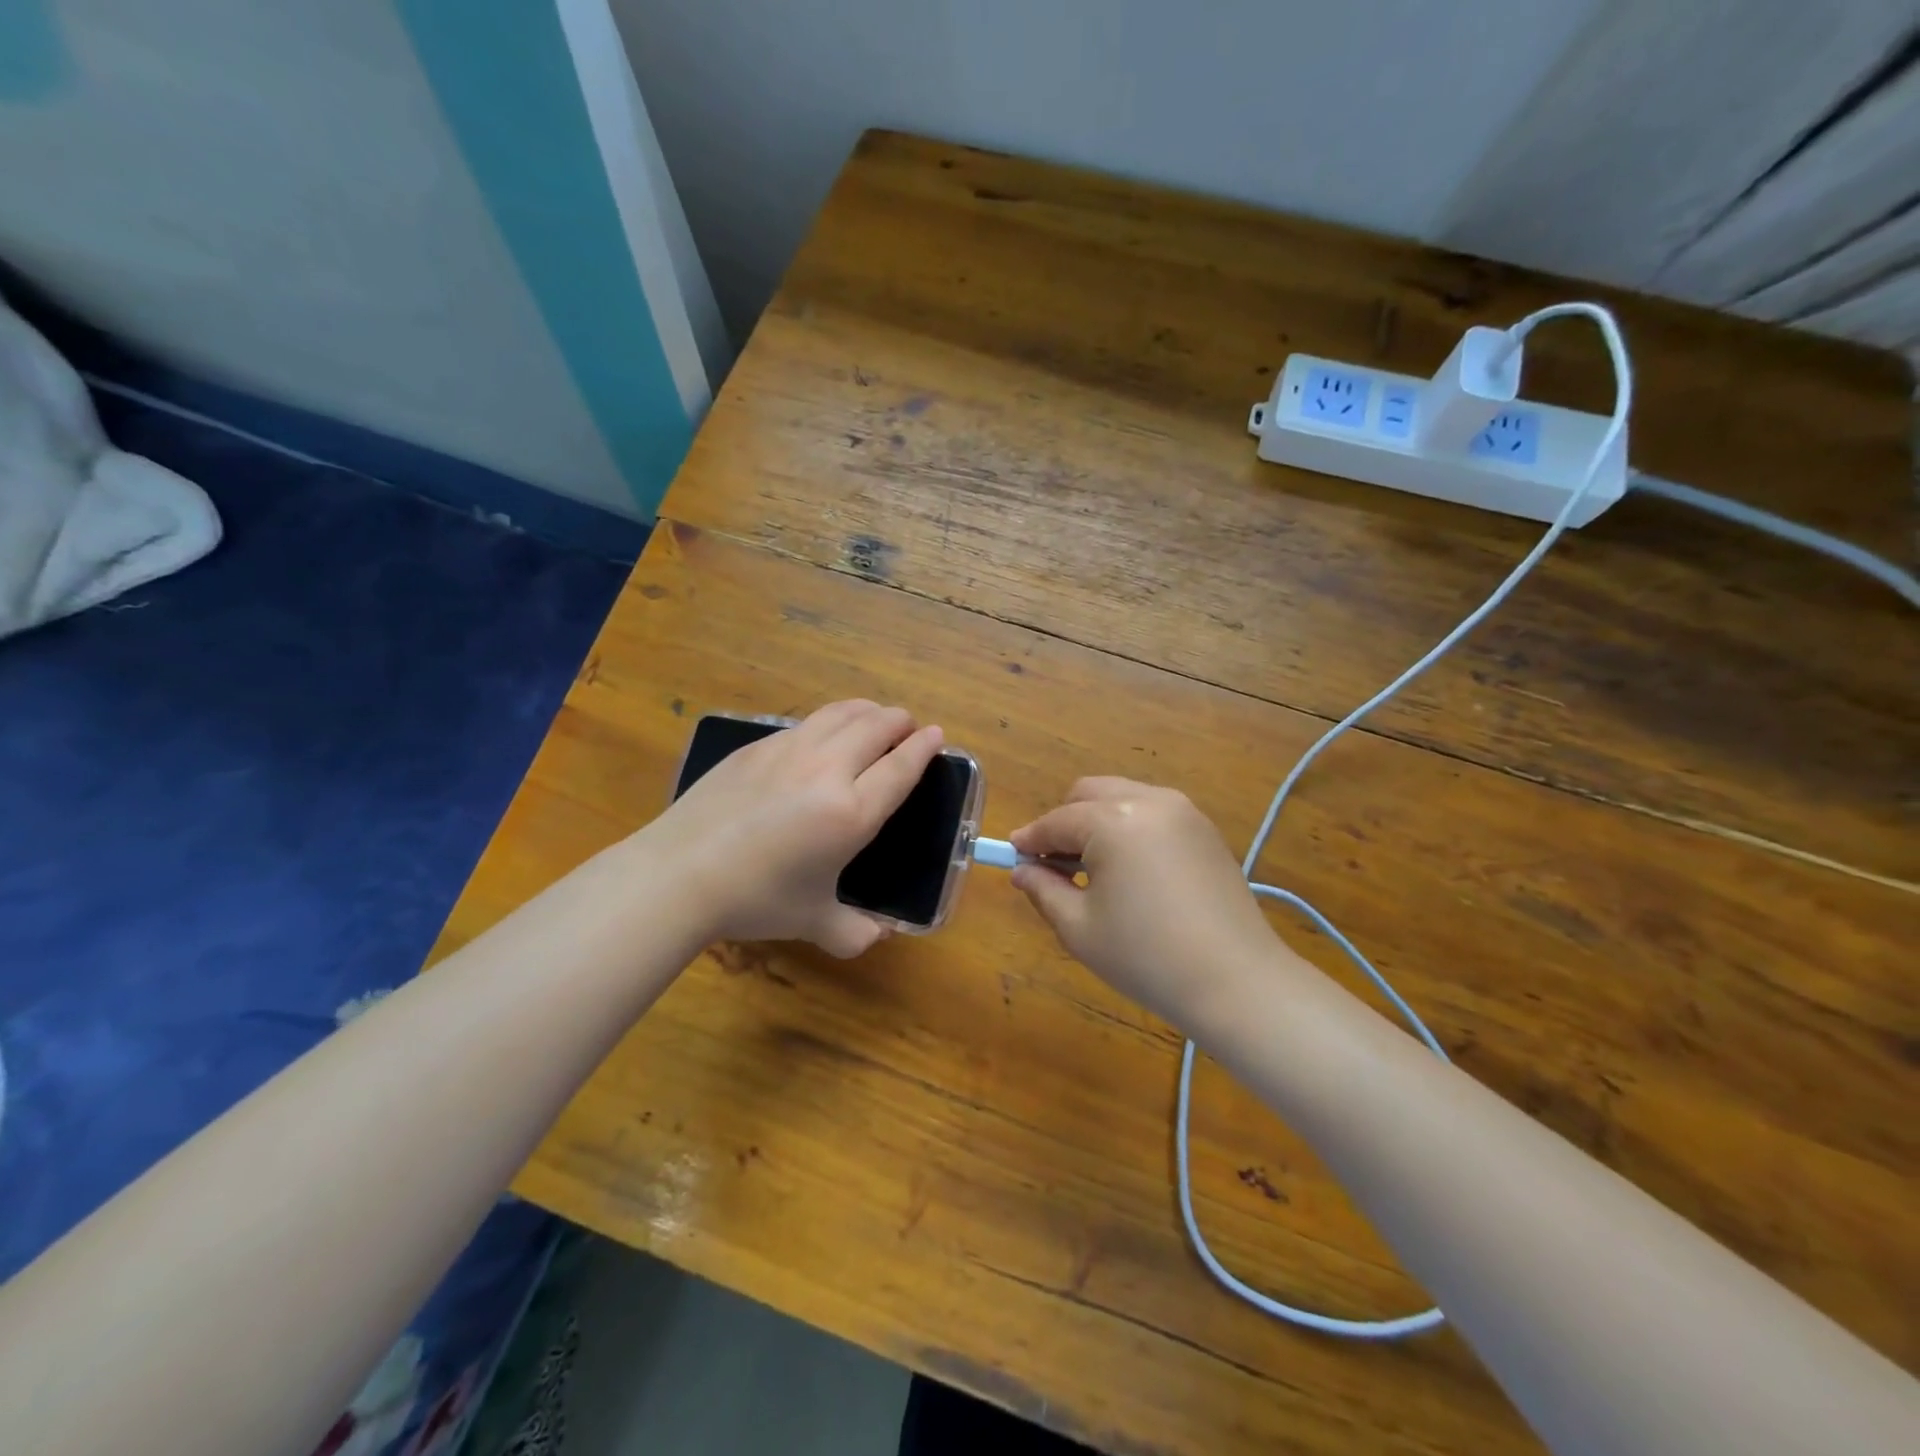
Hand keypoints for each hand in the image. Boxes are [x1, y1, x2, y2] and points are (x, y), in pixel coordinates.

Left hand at [650, 701, 943, 957]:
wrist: (679, 874)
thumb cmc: (756, 900)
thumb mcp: (813, 923)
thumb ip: (853, 932)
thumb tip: (877, 937)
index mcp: (851, 813)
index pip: (900, 767)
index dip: (924, 748)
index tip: (936, 735)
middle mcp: (827, 770)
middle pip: (876, 726)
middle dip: (900, 721)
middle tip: (907, 727)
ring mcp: (789, 751)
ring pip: (841, 713)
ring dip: (867, 710)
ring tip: (873, 717)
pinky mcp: (756, 747)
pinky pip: (805, 723)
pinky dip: (828, 721)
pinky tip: (821, 736)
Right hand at [1010, 778, 1280, 1028]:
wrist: (1237, 982)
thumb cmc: (1146, 957)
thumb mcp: (1079, 928)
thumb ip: (1043, 890)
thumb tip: (1023, 871)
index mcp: (1113, 820)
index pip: (1056, 821)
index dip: (1030, 840)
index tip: (1012, 858)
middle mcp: (1149, 800)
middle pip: (1088, 794)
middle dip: (1063, 822)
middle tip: (1054, 866)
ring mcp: (1183, 811)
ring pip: (1122, 798)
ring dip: (1096, 822)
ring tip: (1092, 870)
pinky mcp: (1205, 830)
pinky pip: (1152, 813)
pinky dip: (1129, 828)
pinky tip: (1130, 871)